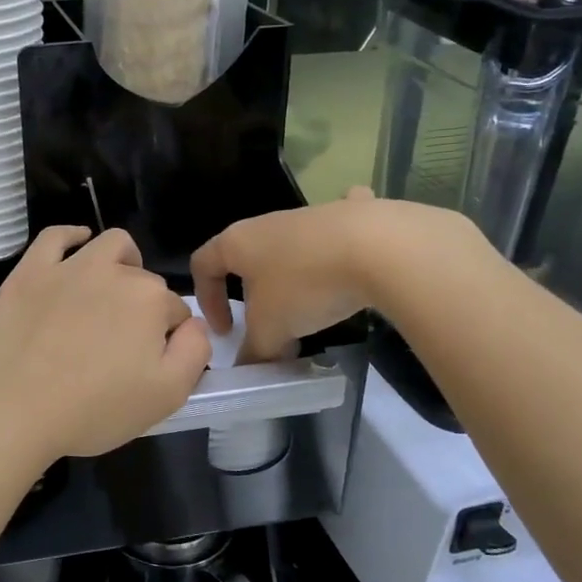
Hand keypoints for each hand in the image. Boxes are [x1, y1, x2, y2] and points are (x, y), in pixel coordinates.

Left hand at [0, 226, 210, 462]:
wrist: (13, 407)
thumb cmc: (93, 408)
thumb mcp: (166, 396)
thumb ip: (194, 352)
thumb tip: (196, 324)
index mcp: (151, 301)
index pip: (176, 312)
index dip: (169, 338)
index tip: (150, 364)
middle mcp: (114, 272)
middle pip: (144, 281)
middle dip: (144, 306)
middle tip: (124, 345)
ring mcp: (69, 267)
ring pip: (110, 245)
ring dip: (122, 261)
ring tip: (113, 290)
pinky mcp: (30, 270)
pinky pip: (56, 236)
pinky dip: (72, 236)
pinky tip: (77, 246)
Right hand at [191, 189, 484, 362]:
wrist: (378, 247)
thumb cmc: (305, 285)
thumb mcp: (271, 330)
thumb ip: (255, 351)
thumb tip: (250, 367)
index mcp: (237, 242)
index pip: (203, 264)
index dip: (206, 300)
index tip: (227, 332)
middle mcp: (268, 223)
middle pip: (247, 258)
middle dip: (253, 294)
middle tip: (269, 327)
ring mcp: (310, 215)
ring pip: (289, 247)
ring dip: (292, 278)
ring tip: (313, 310)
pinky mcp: (351, 213)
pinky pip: (335, 231)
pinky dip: (338, 245)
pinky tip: (354, 261)